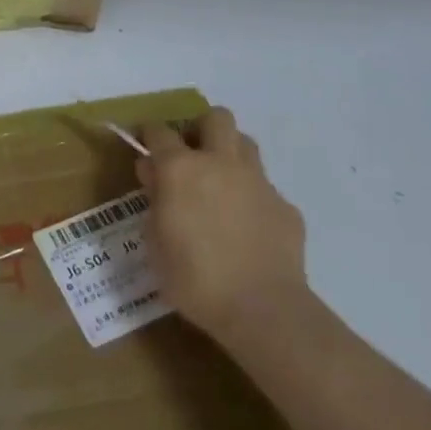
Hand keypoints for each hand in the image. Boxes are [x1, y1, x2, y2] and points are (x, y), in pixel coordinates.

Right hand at [137, 106, 307, 345]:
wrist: (264, 311)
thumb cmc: (196, 279)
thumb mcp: (155, 244)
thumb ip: (154, 201)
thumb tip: (154, 174)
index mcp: (181, 168)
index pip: (159, 131)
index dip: (149, 134)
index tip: (145, 144)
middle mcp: (220, 162)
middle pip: (215, 118)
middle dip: (201, 128)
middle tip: (192, 155)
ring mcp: (257, 182)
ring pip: (245, 144)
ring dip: (231, 154)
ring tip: (221, 183)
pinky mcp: (285, 207)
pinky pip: (266, 188)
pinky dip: (254, 198)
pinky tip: (249, 226)